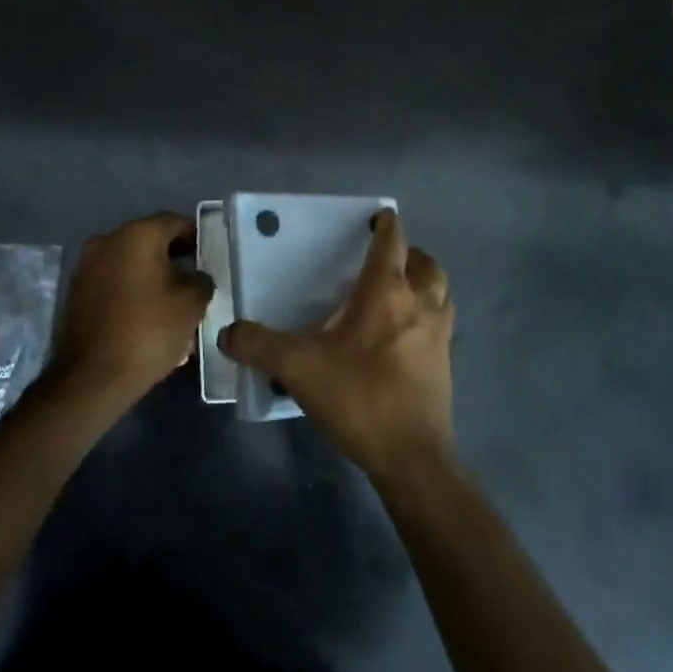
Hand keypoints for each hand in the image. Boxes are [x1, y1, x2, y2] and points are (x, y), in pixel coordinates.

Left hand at [48, 212, 213, 406]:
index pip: (175, 222)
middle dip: (173, 259)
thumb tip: (196, 277)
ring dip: (151, 276)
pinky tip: (145, 317)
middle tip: (193, 284)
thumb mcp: (191, 305)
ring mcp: (86, 266)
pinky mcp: (76, 291)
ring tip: (170, 305)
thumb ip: (201, 281)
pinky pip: (112, 281)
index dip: (197, 239)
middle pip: (150, 241)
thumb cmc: (148, 332)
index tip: (209, 261)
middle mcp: (107, 240)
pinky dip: (131, 291)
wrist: (92, 377)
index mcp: (137, 235)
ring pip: (129, 263)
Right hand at [222, 211, 455, 481]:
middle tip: (388, 257)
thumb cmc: (358, 396)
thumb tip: (227, 332)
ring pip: (441, 292)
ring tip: (402, 290)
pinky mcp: (445, 364)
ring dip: (425, 282)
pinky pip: (441, 323)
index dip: (387, 225)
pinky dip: (429, 314)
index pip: (392, 243)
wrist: (411, 456)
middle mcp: (420, 304)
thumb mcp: (297, 367)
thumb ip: (259, 345)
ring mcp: (439, 335)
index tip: (380, 215)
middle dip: (410, 254)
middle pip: (426, 264)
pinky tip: (406, 334)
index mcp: (387, 292)